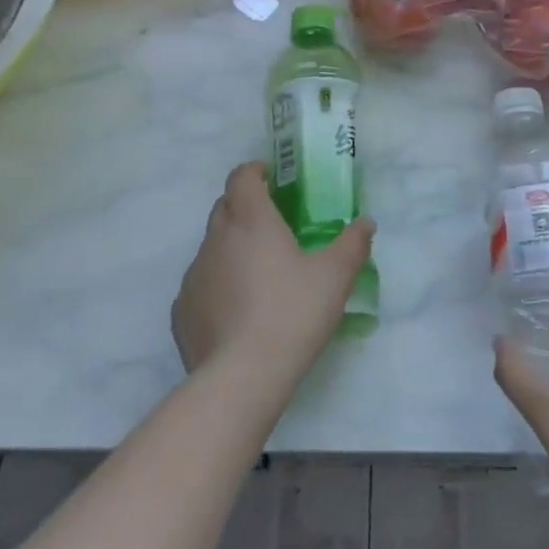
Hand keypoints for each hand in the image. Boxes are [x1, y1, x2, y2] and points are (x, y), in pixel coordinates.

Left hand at [172, 162, 373, 387]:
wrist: (242, 376)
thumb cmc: (293, 313)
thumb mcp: (335, 277)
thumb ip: (352, 244)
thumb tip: (366, 223)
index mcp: (251, 220)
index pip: (242, 177)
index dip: (254, 171)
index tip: (270, 178)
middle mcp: (216, 239)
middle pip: (224, 207)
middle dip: (244, 206)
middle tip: (272, 224)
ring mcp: (195, 274)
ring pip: (211, 246)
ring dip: (231, 247)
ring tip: (257, 273)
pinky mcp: (182, 309)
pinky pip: (201, 283)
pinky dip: (218, 284)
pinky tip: (237, 310)